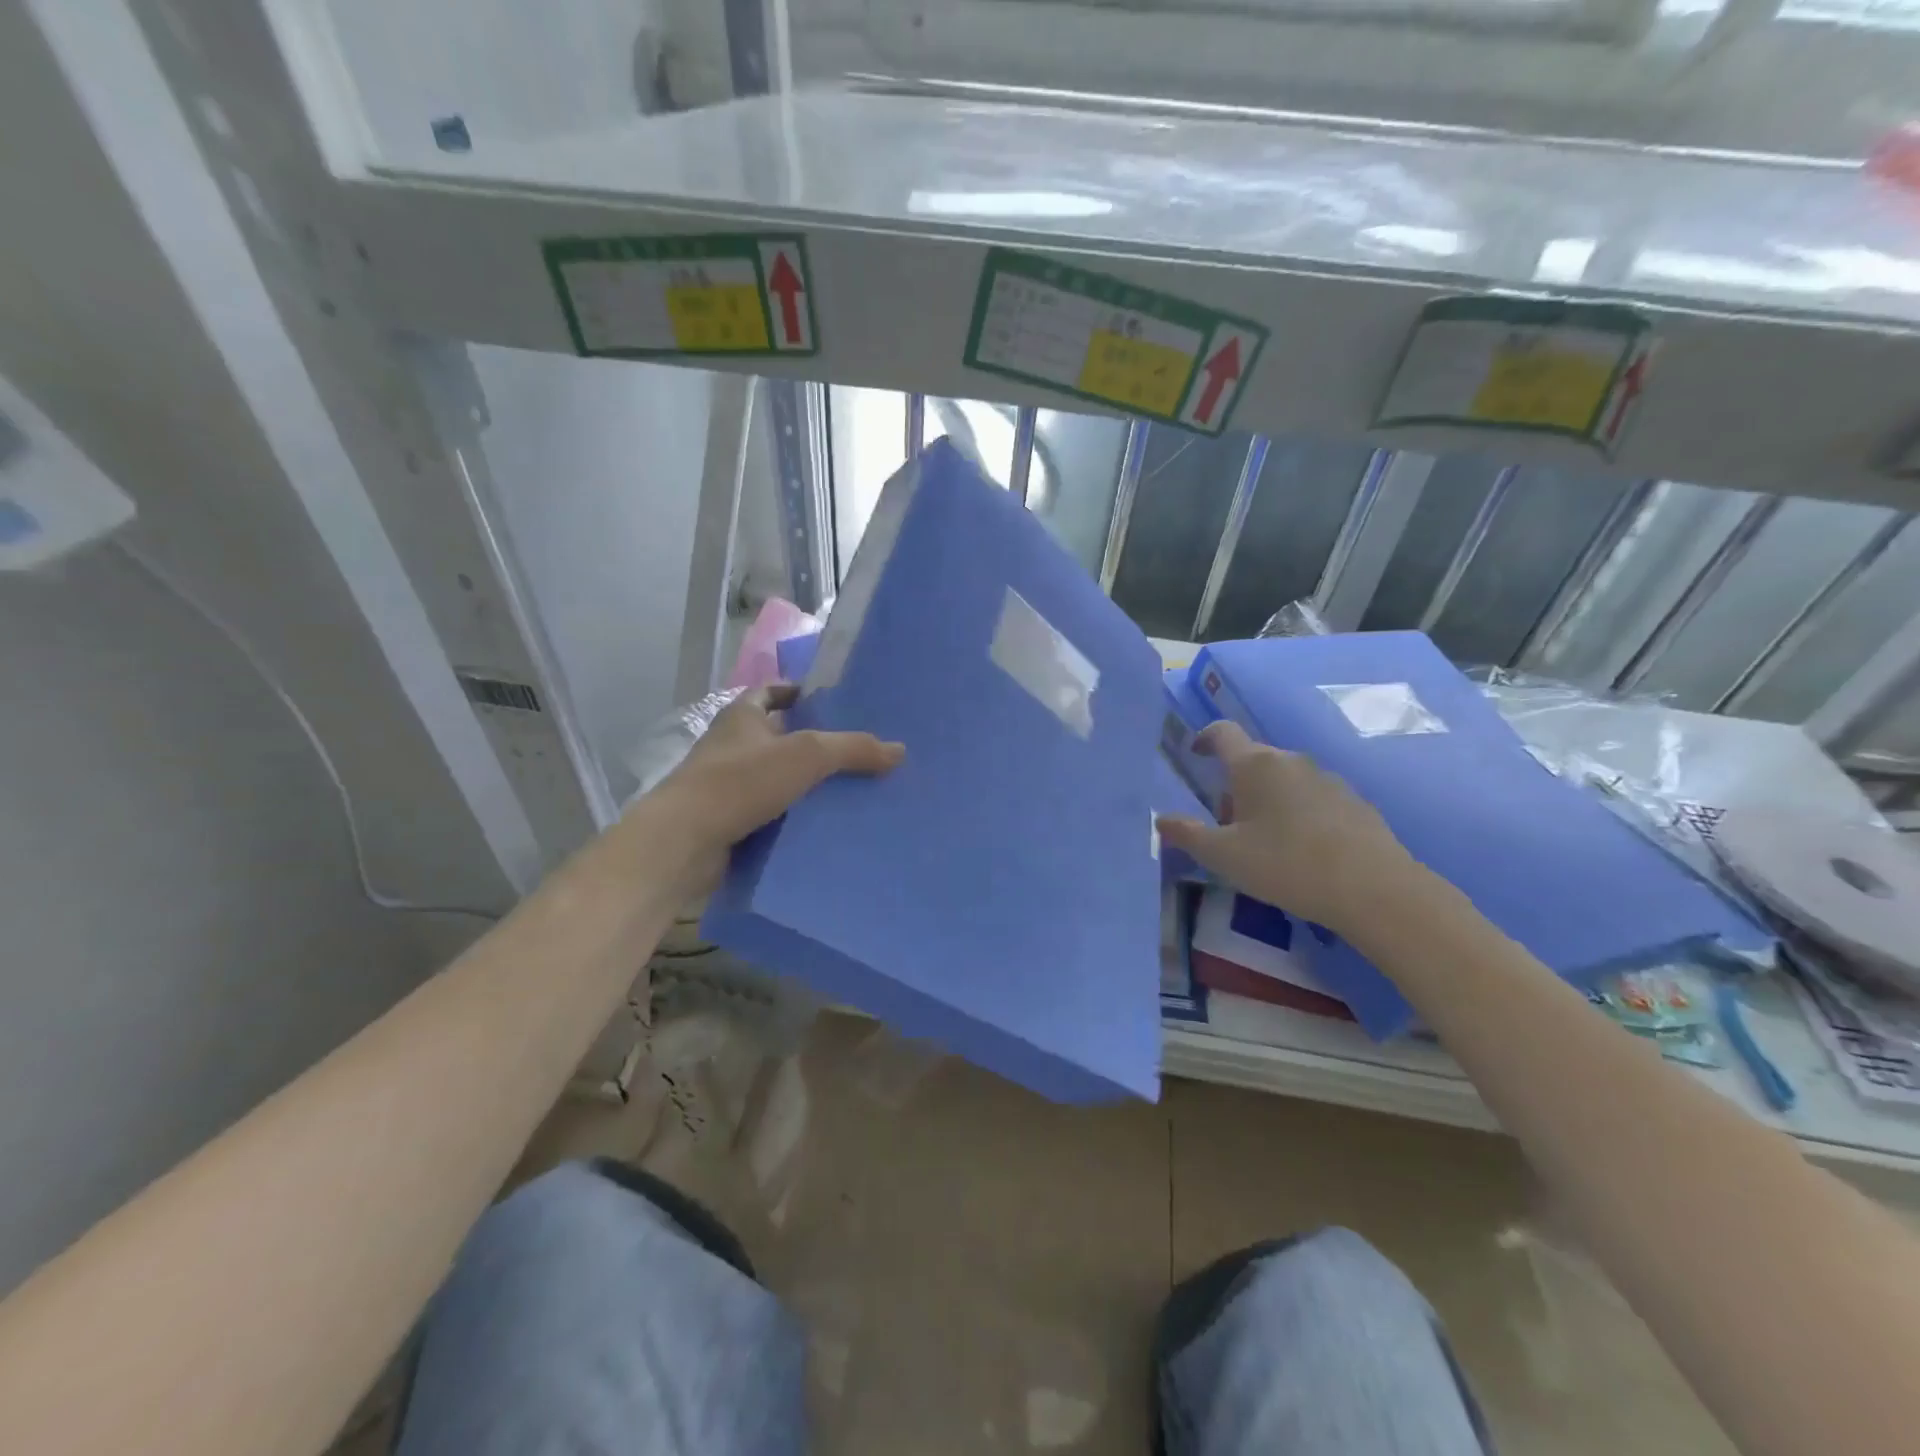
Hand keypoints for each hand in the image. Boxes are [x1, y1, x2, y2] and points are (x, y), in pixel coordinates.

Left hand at [649, 685, 904, 892]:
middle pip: (777, 736)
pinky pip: (770, 812)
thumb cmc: (741, 782)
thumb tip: (899, 750)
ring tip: (850, 790)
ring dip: (804, 783)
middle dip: (812, 742)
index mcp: (742, 716)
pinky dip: (793, 816)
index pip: (772, 692)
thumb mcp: (807, 755)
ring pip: (775, 777)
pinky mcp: (728, 820)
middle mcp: (731, 745)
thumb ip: (853, 748)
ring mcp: (726, 785)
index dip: (799, 693)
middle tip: (856, 751)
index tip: (832, 704)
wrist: (685, 841)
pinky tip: (824, 825)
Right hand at [1156, 720, 1416, 933]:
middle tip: (1226, 823)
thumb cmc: (1285, 864)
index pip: (1222, 733)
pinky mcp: (1355, 802)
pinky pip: (1313, 798)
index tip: (1195, 753)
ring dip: (1267, 799)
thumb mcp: (1223, 856)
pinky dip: (1299, 814)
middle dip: (1234, 784)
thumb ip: (1187, 835)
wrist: (1374, 888)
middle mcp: (1291, 761)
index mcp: (1254, 765)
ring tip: (1264, 842)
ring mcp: (1327, 779)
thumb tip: (1161, 820)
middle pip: (1253, 760)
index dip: (1204, 738)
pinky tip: (1302, 851)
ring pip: (1284, 780)